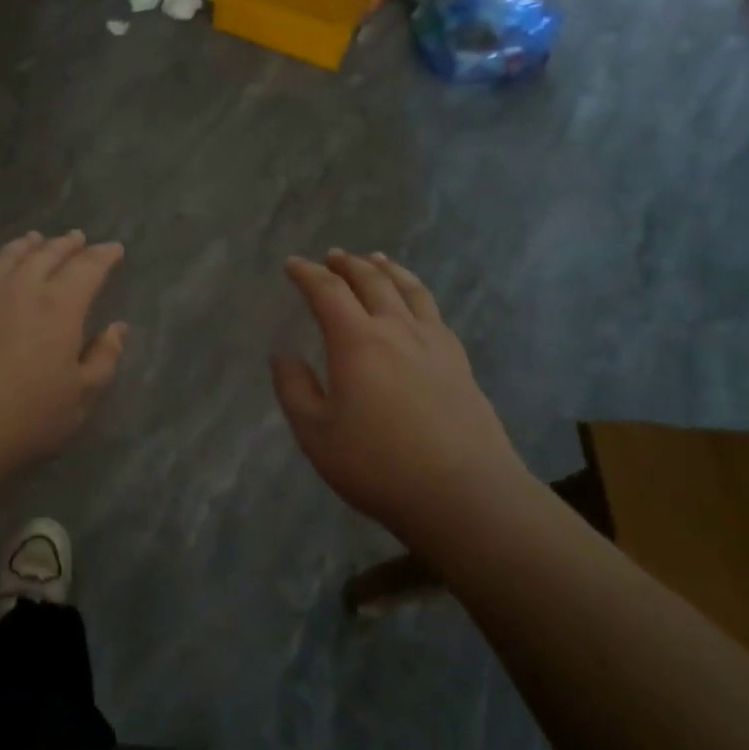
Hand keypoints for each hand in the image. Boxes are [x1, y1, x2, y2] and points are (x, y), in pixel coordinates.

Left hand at [0, 231, 127, 484]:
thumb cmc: (23, 420)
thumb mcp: (79, 400)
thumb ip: (103, 360)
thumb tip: (117, 328)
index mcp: (59, 306)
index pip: (88, 268)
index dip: (103, 256)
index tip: (114, 249)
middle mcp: (22, 287)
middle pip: (48, 254)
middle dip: (67, 244)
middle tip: (78, 238)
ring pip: (10, 255)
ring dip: (29, 245)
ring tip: (37, 240)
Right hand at [272, 250, 528, 537]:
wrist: (464, 493)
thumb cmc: (378, 465)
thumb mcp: (316, 434)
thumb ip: (294, 390)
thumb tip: (283, 356)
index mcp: (356, 341)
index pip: (327, 291)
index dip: (307, 273)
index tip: (293, 264)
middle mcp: (395, 329)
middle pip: (371, 280)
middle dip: (347, 264)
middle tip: (333, 256)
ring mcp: (433, 343)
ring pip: (409, 289)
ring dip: (387, 269)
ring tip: (376, 259)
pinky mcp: (459, 362)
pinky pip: (434, 312)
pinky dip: (416, 293)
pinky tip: (415, 303)